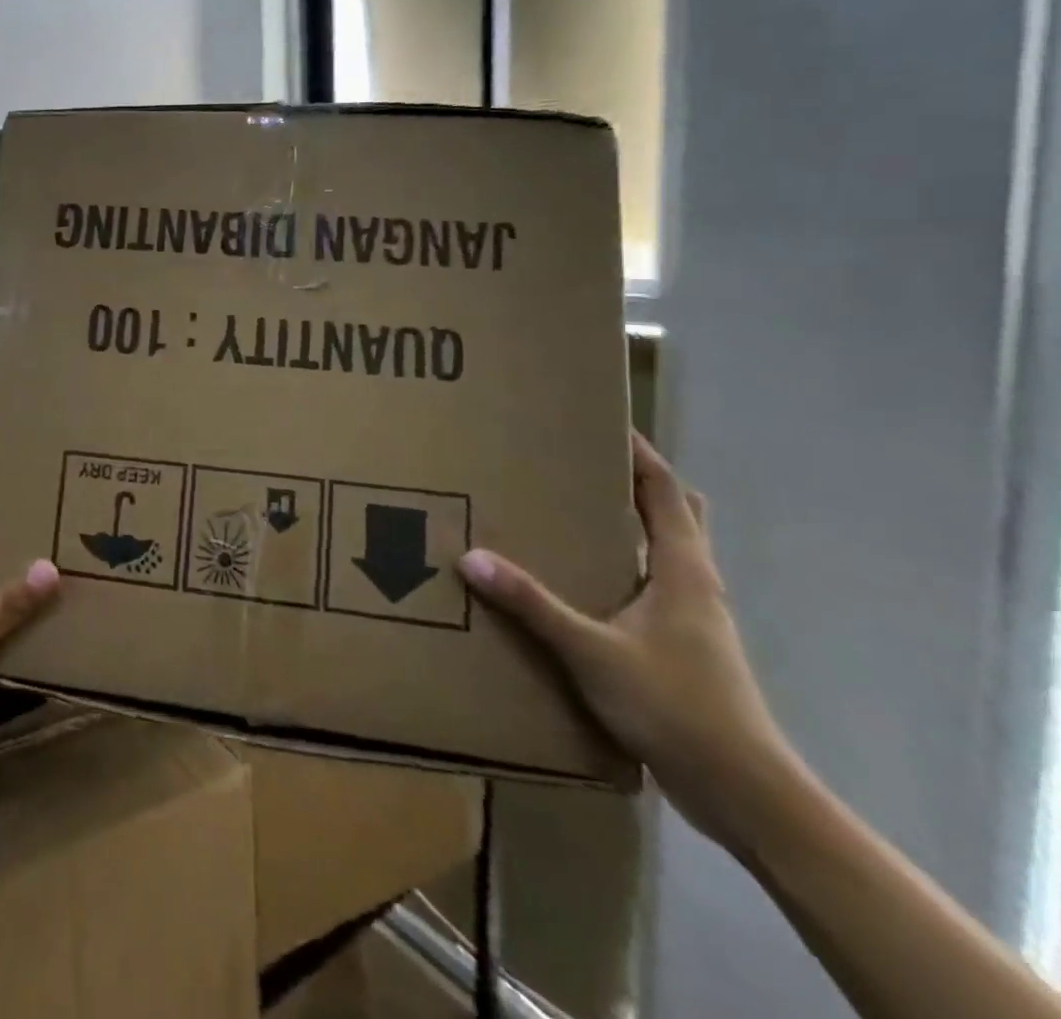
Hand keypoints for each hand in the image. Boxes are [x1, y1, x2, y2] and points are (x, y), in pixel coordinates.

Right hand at [458, 432, 799, 848]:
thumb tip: (471, 558)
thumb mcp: (591, 651)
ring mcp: (695, 620)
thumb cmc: (677, 707)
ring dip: (633, 528)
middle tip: (586, 465)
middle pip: (677, 516)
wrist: (744, 794)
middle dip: (640, 485)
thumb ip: (532, 605)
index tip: (607, 421)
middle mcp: (696, 585)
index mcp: (683, 570)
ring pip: (667, 554)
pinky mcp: (685, 650)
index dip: (639, 454)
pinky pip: (652, 590)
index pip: (665, 492)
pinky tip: (584, 586)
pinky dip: (624, 570)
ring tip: (573, 516)